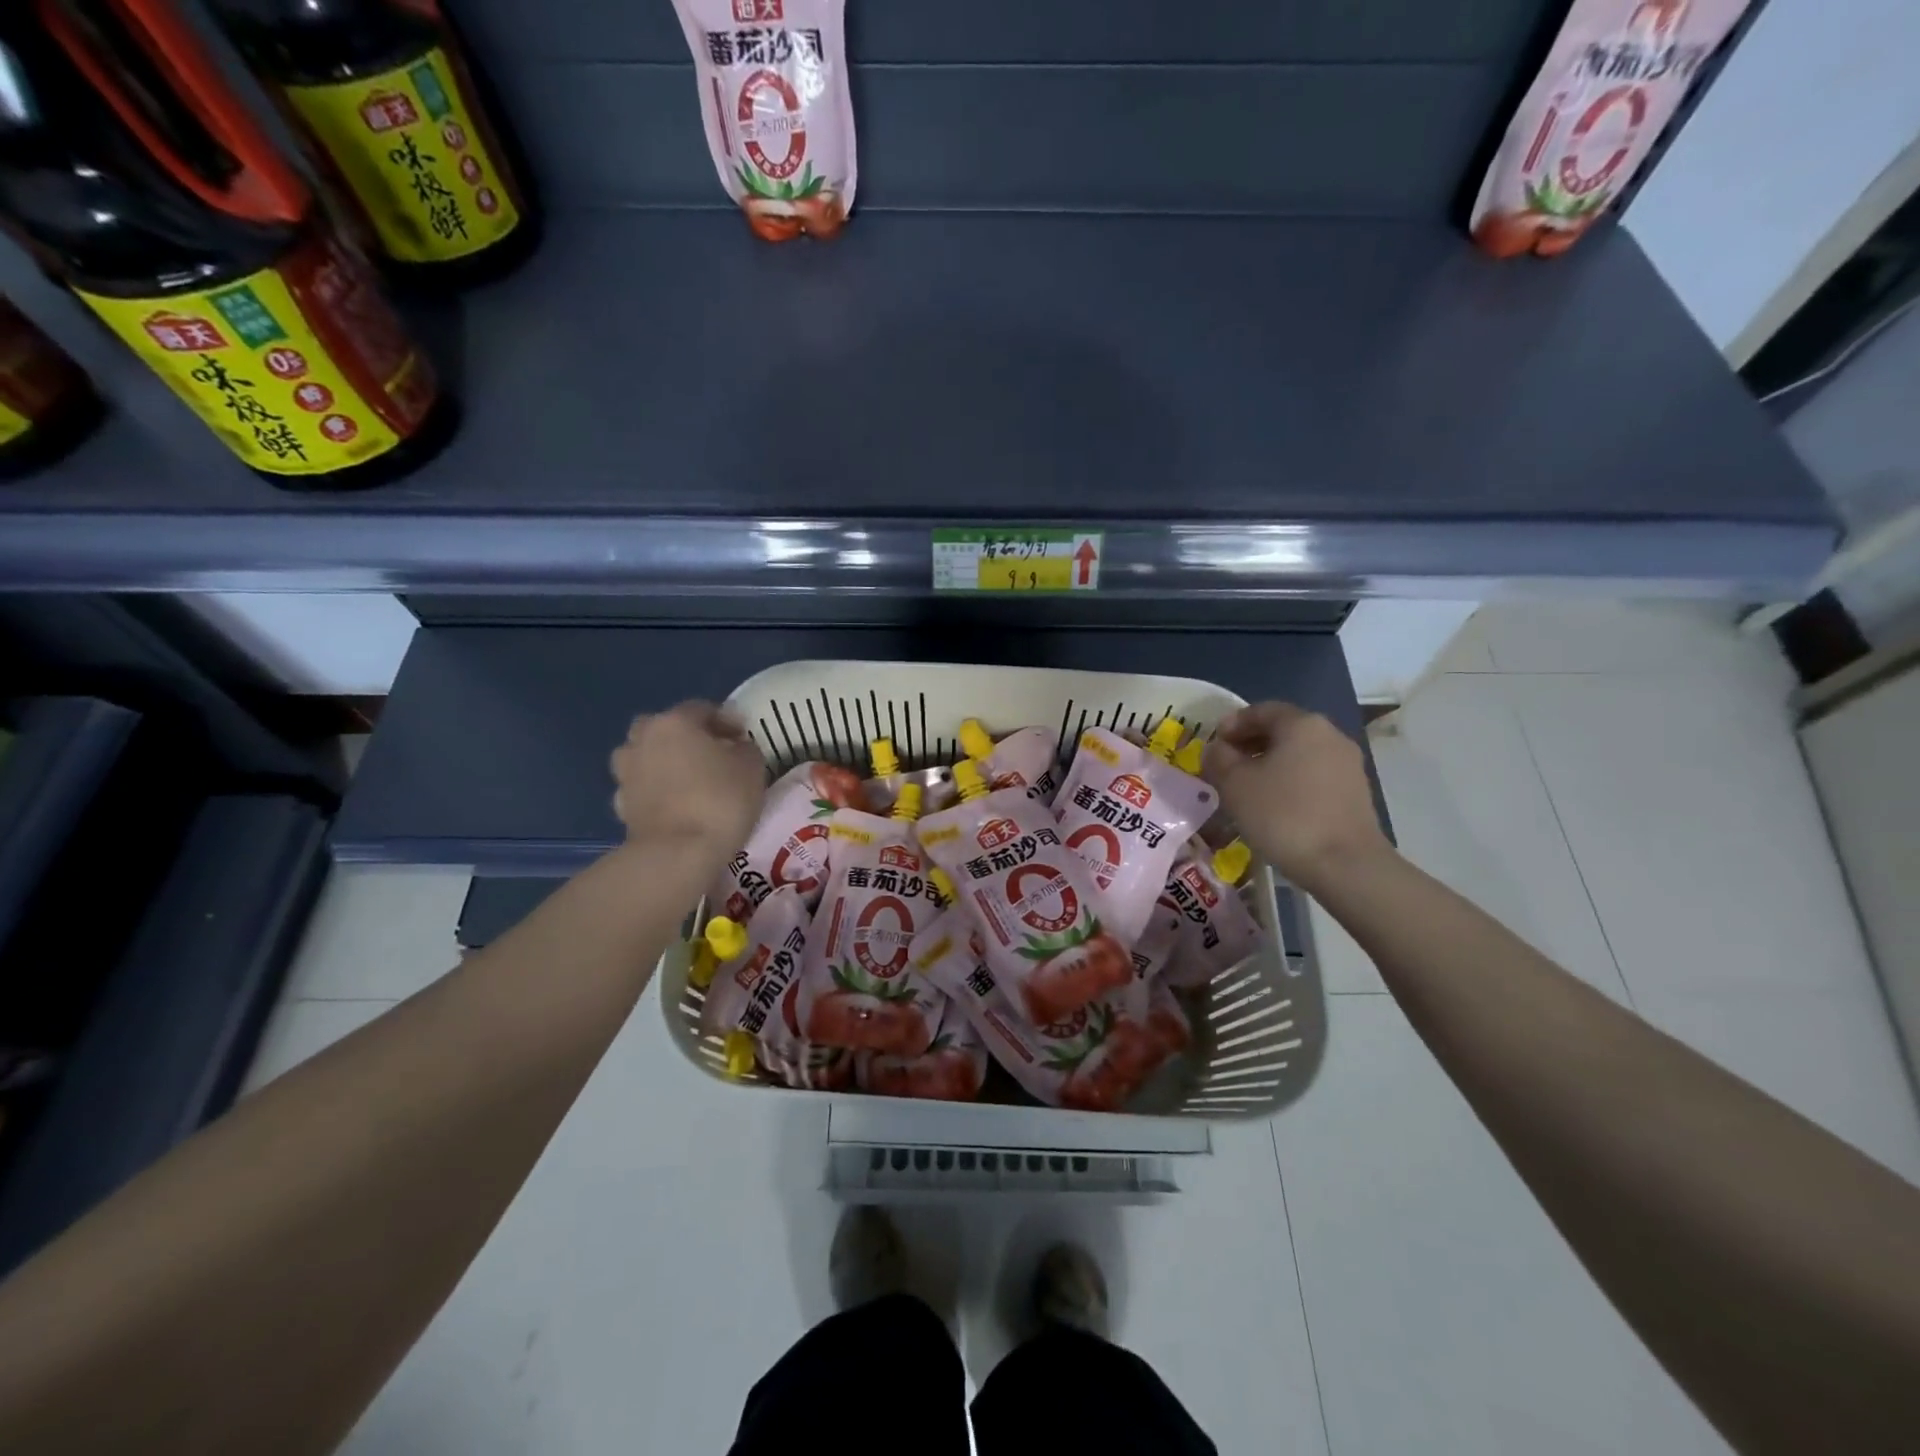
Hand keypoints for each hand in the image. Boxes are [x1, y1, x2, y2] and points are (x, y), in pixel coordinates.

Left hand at [609, 702, 765, 860]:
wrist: (678, 853)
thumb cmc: (720, 800)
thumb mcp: (752, 768)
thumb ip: (745, 749)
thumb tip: (736, 748)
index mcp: (674, 723)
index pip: (701, 709)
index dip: (725, 720)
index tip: (741, 737)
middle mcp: (643, 740)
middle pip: (663, 728)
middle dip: (685, 736)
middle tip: (709, 753)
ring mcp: (626, 773)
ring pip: (645, 756)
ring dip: (662, 761)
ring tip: (686, 779)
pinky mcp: (621, 805)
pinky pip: (640, 787)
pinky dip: (653, 790)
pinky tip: (672, 804)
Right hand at [1202, 702, 1390, 891]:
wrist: (1344, 864)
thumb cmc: (1283, 815)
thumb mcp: (1235, 784)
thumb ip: (1219, 758)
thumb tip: (1217, 749)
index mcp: (1302, 724)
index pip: (1260, 710)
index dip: (1231, 724)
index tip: (1213, 744)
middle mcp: (1330, 735)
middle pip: (1282, 730)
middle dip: (1250, 744)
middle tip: (1225, 766)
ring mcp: (1347, 764)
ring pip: (1299, 754)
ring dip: (1270, 764)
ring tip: (1247, 789)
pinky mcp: (1355, 792)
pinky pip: (1314, 776)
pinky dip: (1290, 782)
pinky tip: (1275, 806)